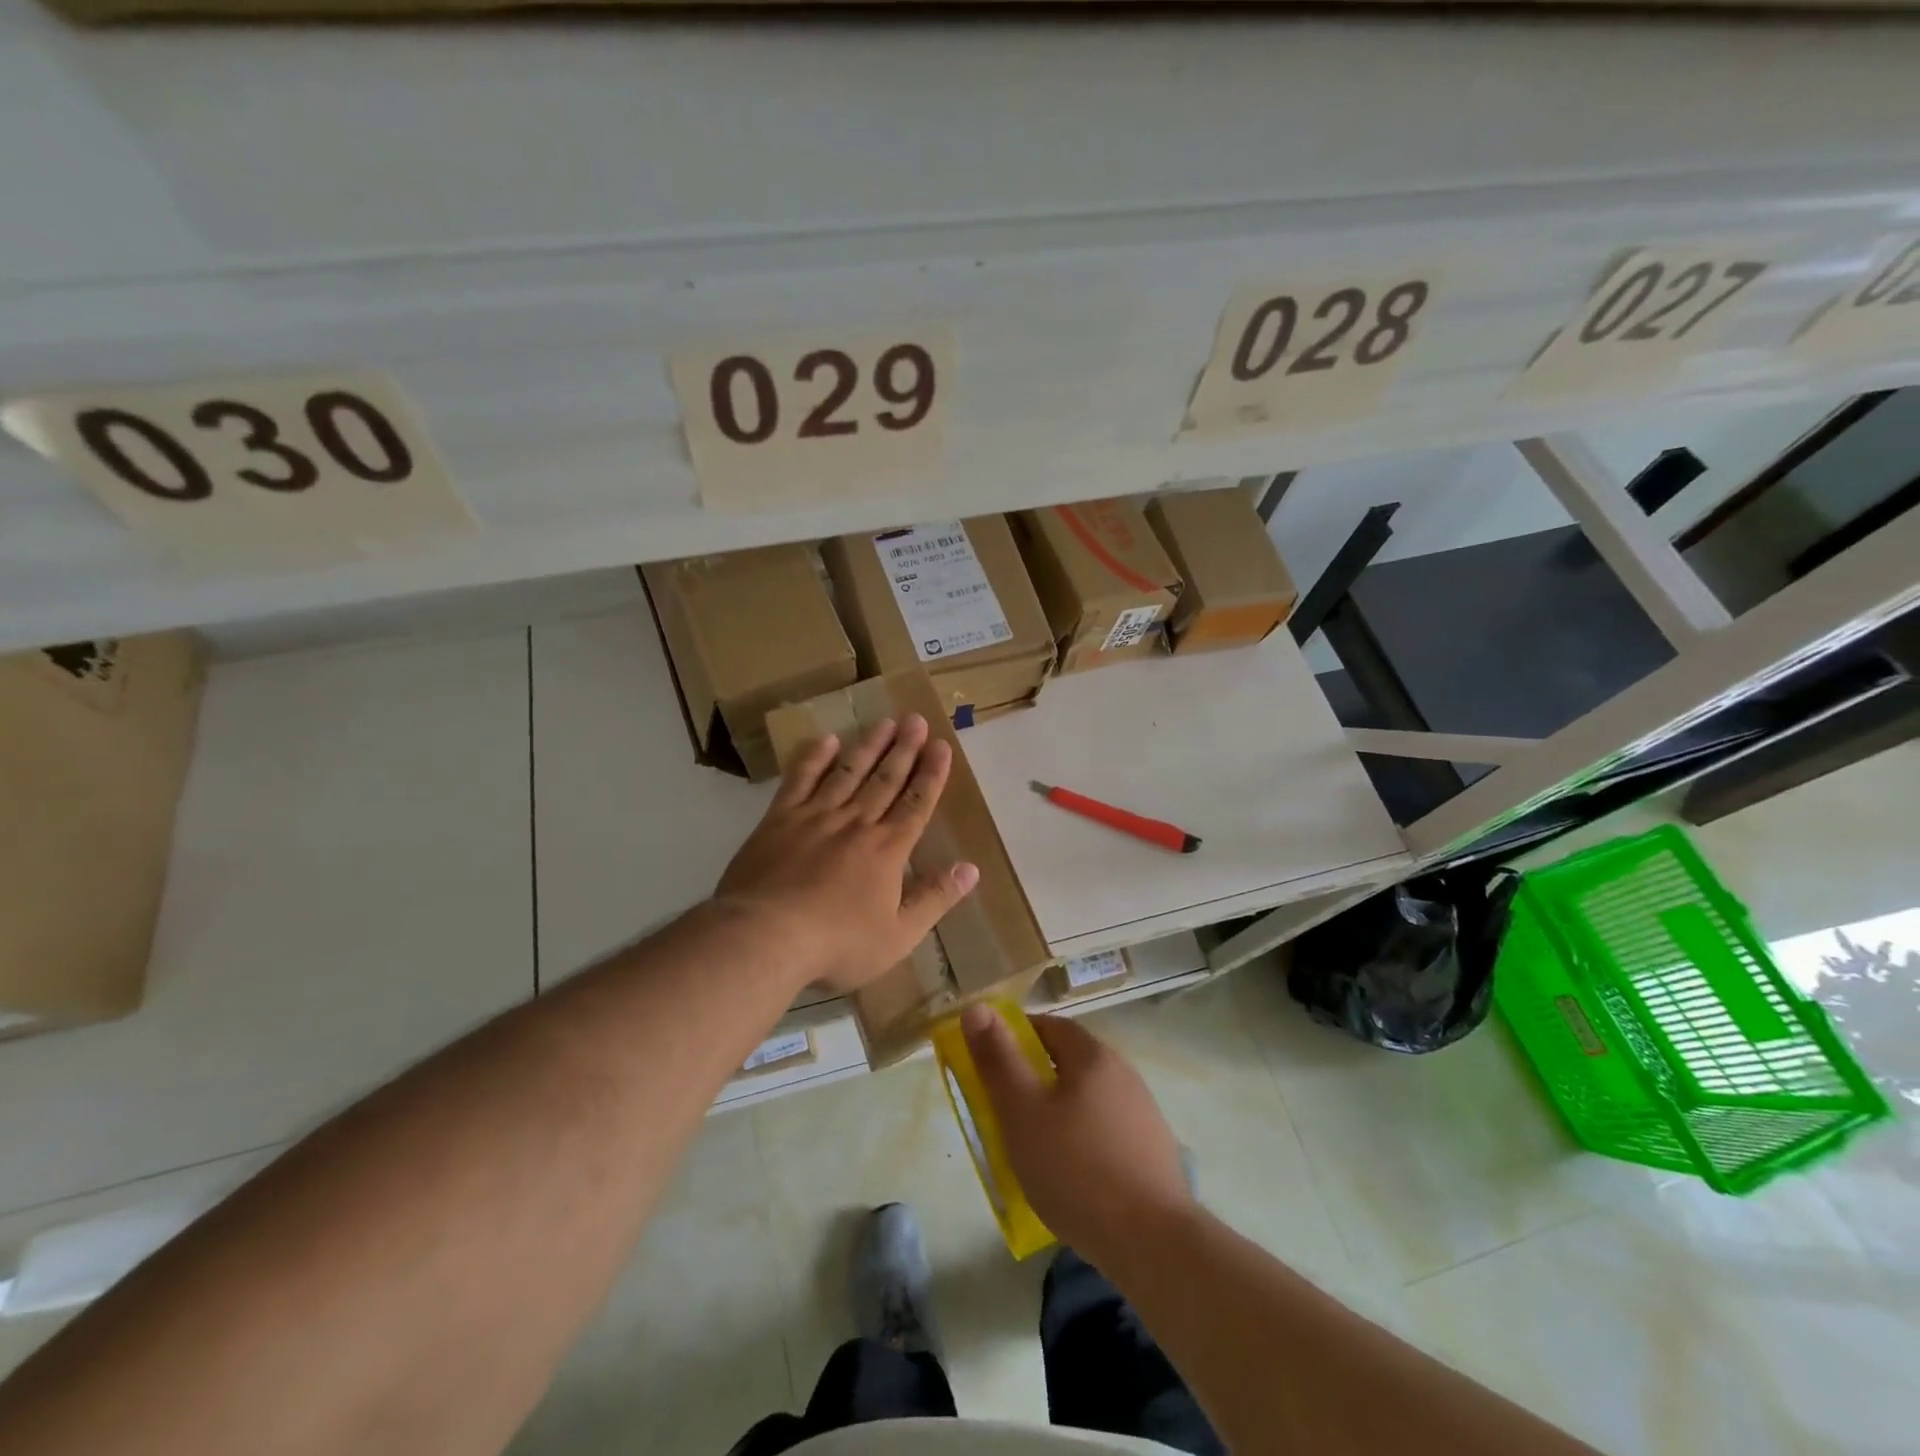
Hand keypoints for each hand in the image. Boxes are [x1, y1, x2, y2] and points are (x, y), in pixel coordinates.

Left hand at [715, 714, 979, 993]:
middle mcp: (856, 822)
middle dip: (904, 749)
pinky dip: (815, 758)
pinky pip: (801, 780)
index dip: (931, 774)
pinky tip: (828, 741)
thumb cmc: (837, 944)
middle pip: (886, 779)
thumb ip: (935, 899)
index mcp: (888, 849)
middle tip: (916, 719)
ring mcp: (816, 816)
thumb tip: (971, 869)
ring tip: (885, 722)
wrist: (765, 936)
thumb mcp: (898, 935)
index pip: (917, 803)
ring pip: (849, 771)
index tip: (941, 745)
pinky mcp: (779, 819)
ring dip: (869, 745)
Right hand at [961, 1006, 1195, 1264]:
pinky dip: (1084, 1141)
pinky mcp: (1154, 1152)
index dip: (1016, 1038)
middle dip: (1035, 1078)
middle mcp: (1123, 1073)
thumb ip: (998, 1060)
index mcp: (1093, 1056)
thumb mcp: (1022, 1112)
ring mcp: (1143, 1113)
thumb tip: (976, 1007)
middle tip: (1005, 1111)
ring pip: (1088, 1099)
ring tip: (1035, 1149)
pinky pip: (1107, 1131)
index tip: (992, 1065)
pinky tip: (1073, 1177)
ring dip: (1060, 1112)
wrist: (1154, 1243)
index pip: (1049, 1026)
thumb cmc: (1076, 1169)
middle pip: (1070, 1062)